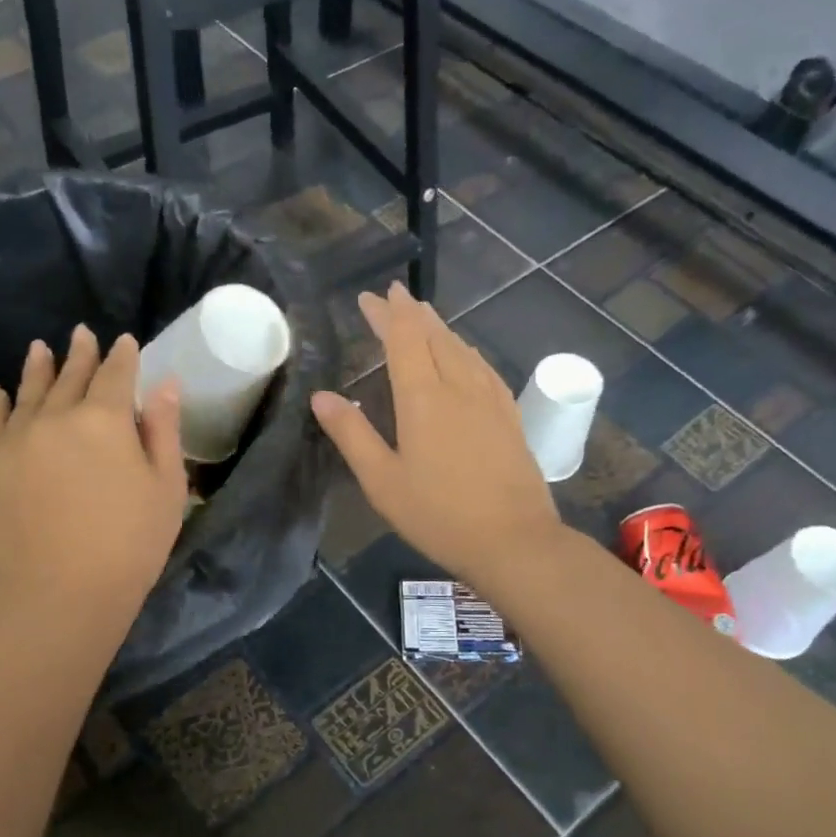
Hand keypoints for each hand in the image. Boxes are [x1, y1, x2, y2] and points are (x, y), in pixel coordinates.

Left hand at [0, 325, 187, 620]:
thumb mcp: (166, 490)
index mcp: (105, 420)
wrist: (58, 596)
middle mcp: (54, 417)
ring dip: (37, 368)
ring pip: (27, 392)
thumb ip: (164, 431)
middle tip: (82, 334)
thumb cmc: (128, 546)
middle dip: (80, 354)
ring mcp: (13, 440)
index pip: (116, 375)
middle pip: (70, 376)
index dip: (122, 356)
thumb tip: (163, 383)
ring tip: (40, 349)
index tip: (124, 342)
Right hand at [311, 283, 562, 587]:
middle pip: (435, 336)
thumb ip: (352, 435)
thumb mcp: (383, 482)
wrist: (513, 540)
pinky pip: (484, 368)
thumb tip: (322, 396)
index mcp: (423, 398)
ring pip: (462, 349)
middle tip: (394, 297)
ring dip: (441, 328)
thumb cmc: (438, 515)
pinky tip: (467, 356)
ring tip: (425, 316)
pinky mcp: (509, 416)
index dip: (387, 314)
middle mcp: (459, 387)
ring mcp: (490, 400)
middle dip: (411, 314)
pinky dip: (467, 351)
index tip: (372, 296)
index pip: (404, 339)